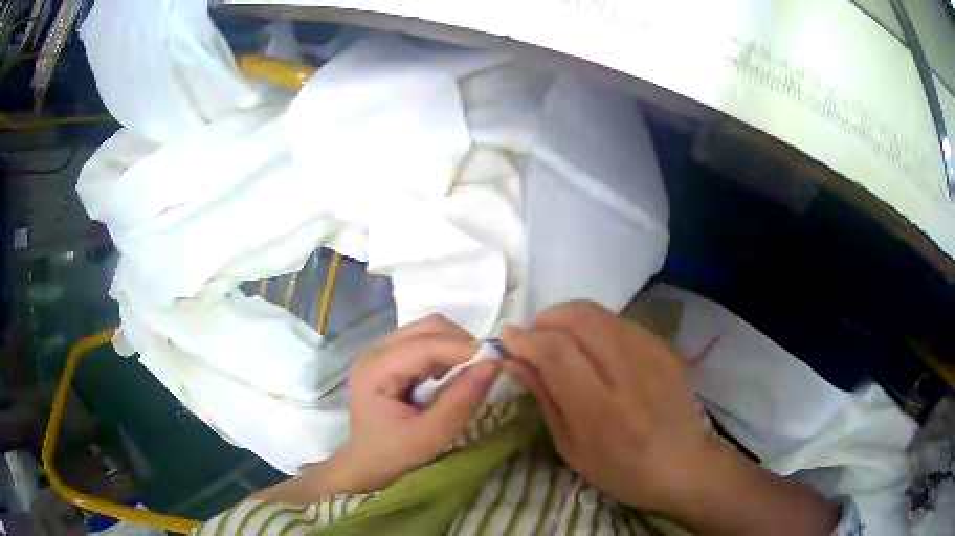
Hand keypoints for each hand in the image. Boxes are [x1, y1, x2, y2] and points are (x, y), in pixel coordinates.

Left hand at [343, 314, 499, 491]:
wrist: (367, 465)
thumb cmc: (394, 455)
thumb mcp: (431, 435)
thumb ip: (461, 399)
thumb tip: (494, 364)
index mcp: (375, 369)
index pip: (426, 344)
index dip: (464, 348)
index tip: (498, 361)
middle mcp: (375, 351)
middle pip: (428, 327)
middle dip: (462, 342)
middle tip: (486, 367)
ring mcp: (382, 352)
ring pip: (429, 331)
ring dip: (456, 346)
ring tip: (471, 373)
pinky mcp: (391, 358)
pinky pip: (426, 342)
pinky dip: (446, 353)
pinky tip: (452, 375)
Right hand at [501, 301, 714, 511]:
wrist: (683, 464)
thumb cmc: (620, 470)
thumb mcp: (571, 447)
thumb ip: (544, 397)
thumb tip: (513, 359)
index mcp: (601, 409)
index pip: (556, 351)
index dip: (525, 339)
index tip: (507, 340)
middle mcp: (629, 372)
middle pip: (578, 317)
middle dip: (545, 319)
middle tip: (533, 340)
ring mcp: (652, 354)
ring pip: (599, 312)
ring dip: (568, 318)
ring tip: (559, 341)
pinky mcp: (665, 347)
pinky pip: (620, 321)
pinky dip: (595, 327)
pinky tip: (593, 349)